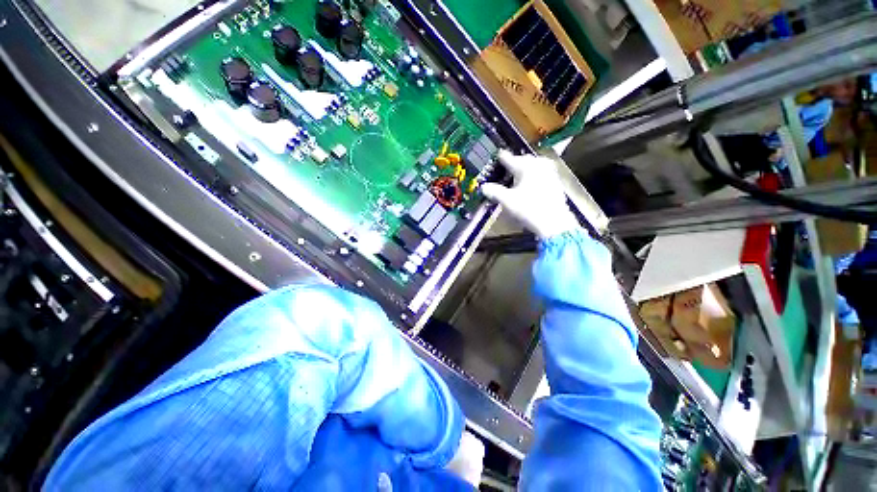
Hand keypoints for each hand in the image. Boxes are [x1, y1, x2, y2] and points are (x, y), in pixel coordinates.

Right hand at [481, 150, 580, 238]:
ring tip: (518, 175)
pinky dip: (534, 175)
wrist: (554, 222)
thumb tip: (483, 187)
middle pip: (523, 160)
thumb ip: (494, 192)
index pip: (509, 158)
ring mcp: (549, 172)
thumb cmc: (528, 209)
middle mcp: (538, 165)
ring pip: (535, 165)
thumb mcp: (507, 201)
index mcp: (525, 167)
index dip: (501, 158)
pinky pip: (542, 172)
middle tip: (506, 168)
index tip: (497, 155)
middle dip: (514, 162)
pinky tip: (531, 183)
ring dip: (525, 168)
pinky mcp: (555, 181)